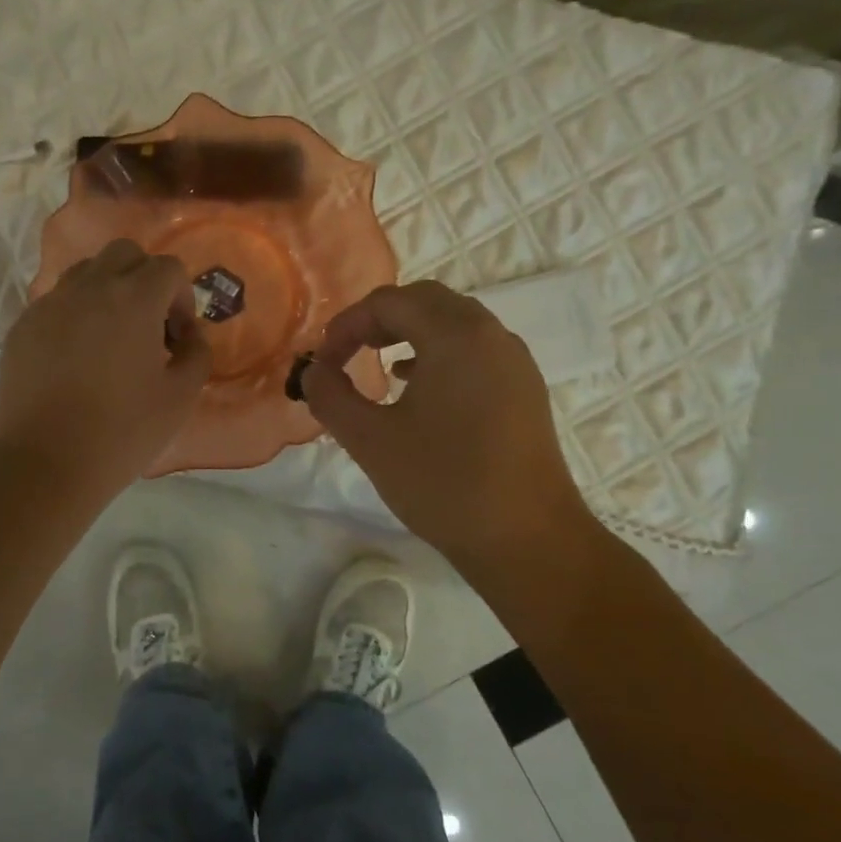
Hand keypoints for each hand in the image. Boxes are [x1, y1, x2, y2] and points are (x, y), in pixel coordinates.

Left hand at [0, 239, 210, 503]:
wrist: (43, 462)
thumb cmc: (121, 432)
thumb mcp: (180, 398)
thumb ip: (197, 355)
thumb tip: (189, 335)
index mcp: (133, 299)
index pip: (168, 268)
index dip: (182, 298)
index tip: (177, 338)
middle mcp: (89, 288)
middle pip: (125, 254)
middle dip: (145, 280)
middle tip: (148, 326)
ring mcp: (49, 304)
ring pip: (86, 272)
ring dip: (108, 291)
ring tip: (111, 338)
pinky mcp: (22, 326)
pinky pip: (57, 301)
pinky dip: (76, 313)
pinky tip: (76, 358)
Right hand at [300, 280, 595, 564]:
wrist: (527, 540)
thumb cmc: (443, 484)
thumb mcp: (370, 440)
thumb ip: (331, 396)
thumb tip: (313, 371)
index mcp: (455, 336)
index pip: (388, 303)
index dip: (346, 325)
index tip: (322, 362)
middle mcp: (490, 334)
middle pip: (425, 301)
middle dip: (378, 320)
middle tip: (346, 353)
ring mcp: (514, 361)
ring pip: (453, 322)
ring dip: (409, 333)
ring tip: (377, 365)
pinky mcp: (524, 388)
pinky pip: (474, 349)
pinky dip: (438, 353)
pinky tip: (416, 387)